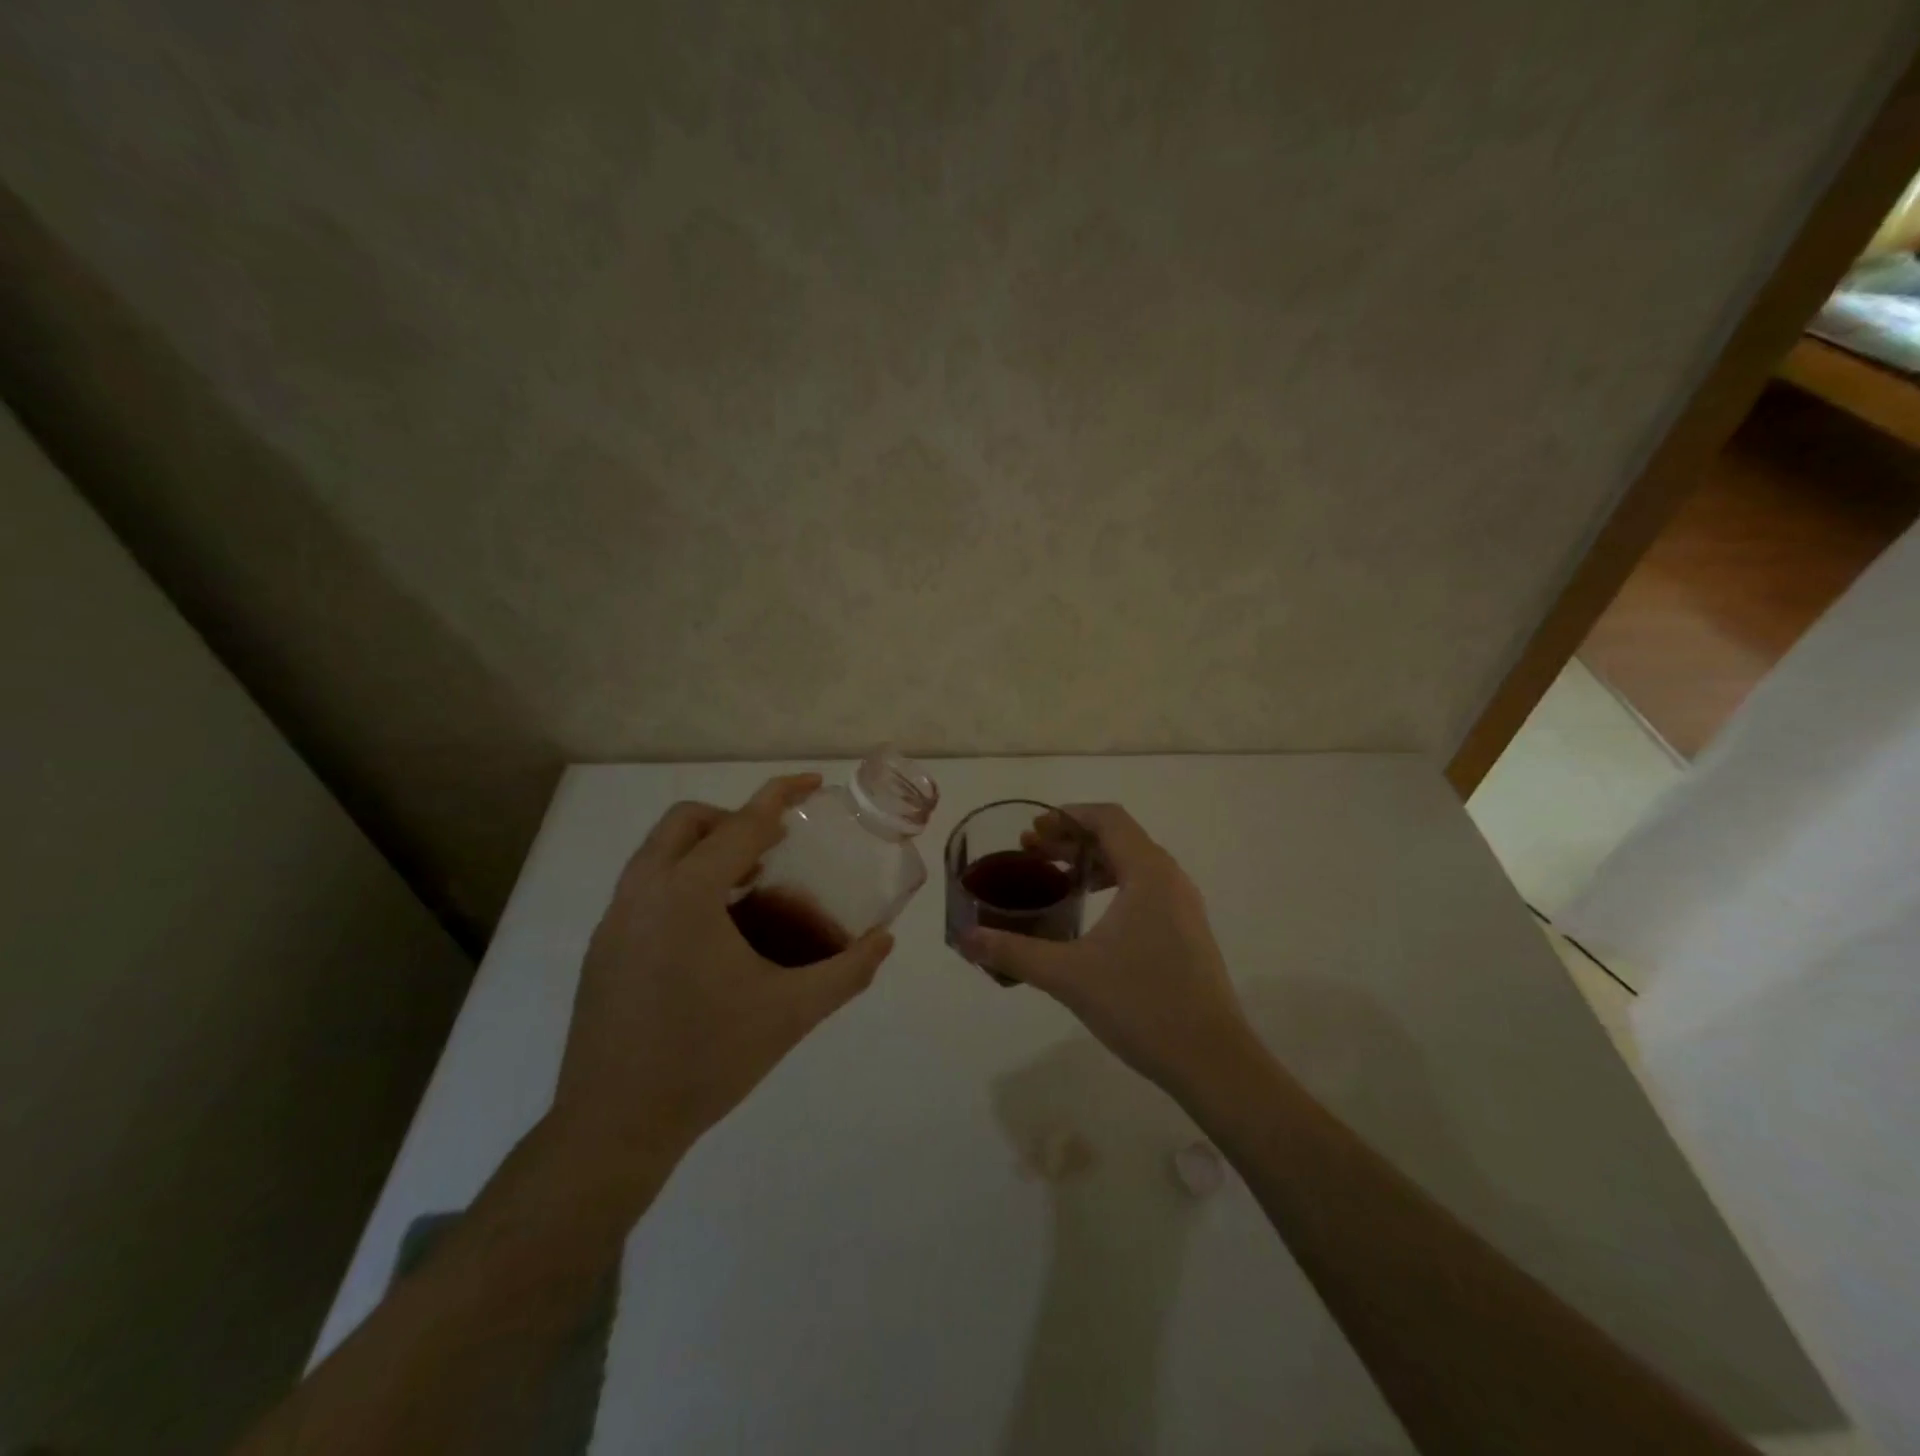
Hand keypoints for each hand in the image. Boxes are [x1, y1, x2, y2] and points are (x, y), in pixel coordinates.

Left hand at [552, 774, 894, 1166]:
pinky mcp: (601, 948)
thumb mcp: (791, 1013)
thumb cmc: (708, 1060)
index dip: (780, 796)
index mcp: (687, 895)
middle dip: (733, 819)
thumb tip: (884, 941)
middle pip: (686, 822)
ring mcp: (614, 920)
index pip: (742, 825)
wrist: (615, 1126)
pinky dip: (680, 880)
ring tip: (747, 887)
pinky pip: (644, 886)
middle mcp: (642, 893)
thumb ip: (846, 971)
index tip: (812, 783)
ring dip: (703, 849)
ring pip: (657, 852)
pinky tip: (710, 933)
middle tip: (774, 848)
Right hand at [959, 804, 1253, 1096]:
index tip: (1032, 831)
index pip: (1108, 818)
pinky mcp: (1187, 931)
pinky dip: (1113, 885)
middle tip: (1031, 854)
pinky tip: (1089, 916)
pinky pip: (1145, 888)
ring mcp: (1183, 906)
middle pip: (1119, 837)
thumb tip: (964, 938)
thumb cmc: (1141, 1005)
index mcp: (1147, 873)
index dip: (1067, 816)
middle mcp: (1170, 878)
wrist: (1213, 1061)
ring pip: (1133, 863)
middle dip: (1072, 839)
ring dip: (1092, 862)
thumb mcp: (1068, 975)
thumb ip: (1012, 952)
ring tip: (1055, 879)